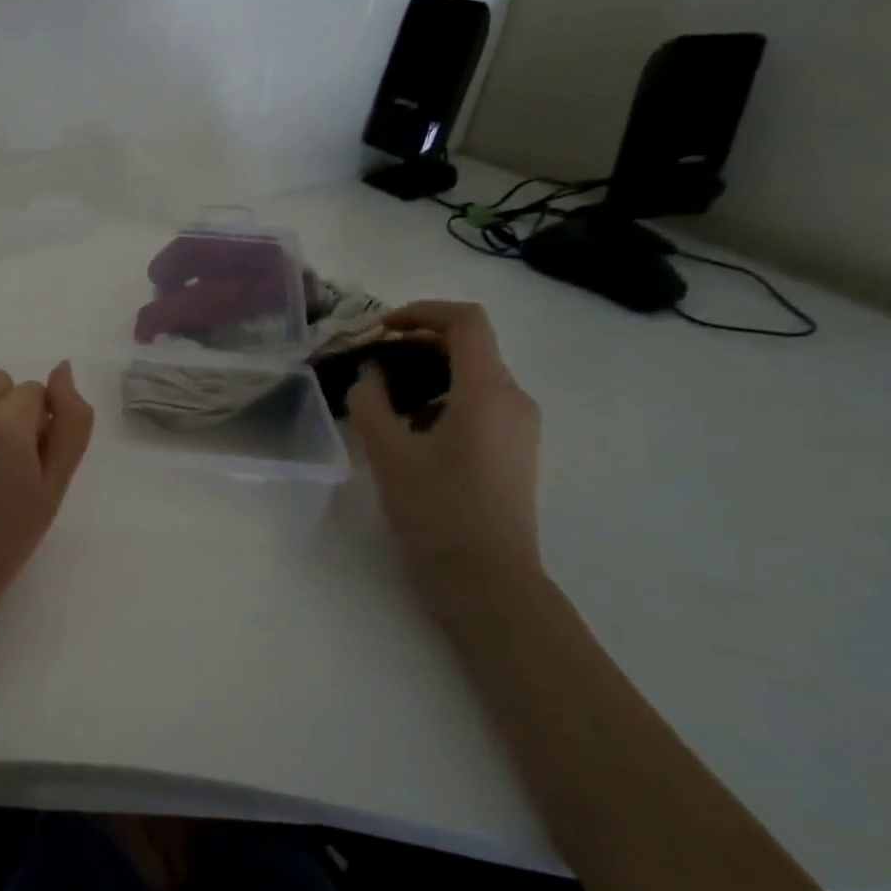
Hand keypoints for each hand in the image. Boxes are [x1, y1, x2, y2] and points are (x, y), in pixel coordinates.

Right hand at [345, 301, 543, 592]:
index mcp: (487, 390)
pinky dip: (444, 400)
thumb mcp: (388, 453)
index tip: (381, 329)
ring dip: (429, 374)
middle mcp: (514, 399)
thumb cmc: (437, 510)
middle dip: (418, 344)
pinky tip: (411, 431)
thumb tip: (370, 373)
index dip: (422, 312)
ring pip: (474, 377)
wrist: (487, 579)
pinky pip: (480, 405)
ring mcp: (520, 427)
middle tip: (373, 363)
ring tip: (384, 400)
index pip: (466, 321)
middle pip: (470, 346)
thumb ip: (370, 402)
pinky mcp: (516, 450)